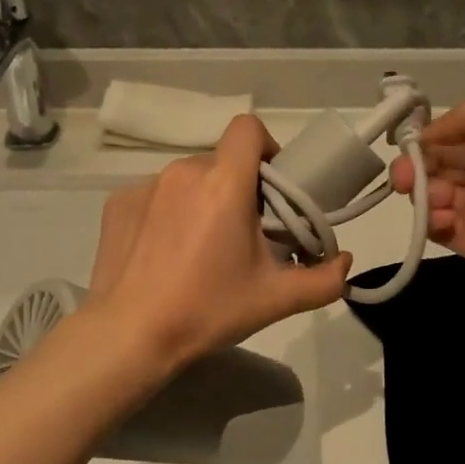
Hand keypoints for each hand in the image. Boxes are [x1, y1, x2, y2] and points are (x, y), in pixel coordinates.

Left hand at [88, 114, 351, 368]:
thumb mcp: (275, 299)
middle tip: (241, 235)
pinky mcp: (118, 203)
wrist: (131, 335)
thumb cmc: (207, 310)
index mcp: (224, 183)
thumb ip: (323, 280)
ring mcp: (144, 185)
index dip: (266, 148)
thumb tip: (347, 262)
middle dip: (237, 188)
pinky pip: (154, 195)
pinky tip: (163, 253)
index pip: (248, 128)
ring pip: (188, 179)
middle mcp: (183, 171)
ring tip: (198, 248)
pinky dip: (166, 214)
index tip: (271, 187)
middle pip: (221, 162)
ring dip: (201, 201)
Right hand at [389, 102, 464, 317]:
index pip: (451, 134)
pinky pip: (437, 227)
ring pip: (431, 194)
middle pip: (436, 164)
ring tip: (433, 201)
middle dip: (413, 166)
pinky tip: (440, 220)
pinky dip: (429, 220)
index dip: (425, 137)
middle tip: (402, 178)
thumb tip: (427, 135)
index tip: (403, 144)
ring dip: (421, 193)